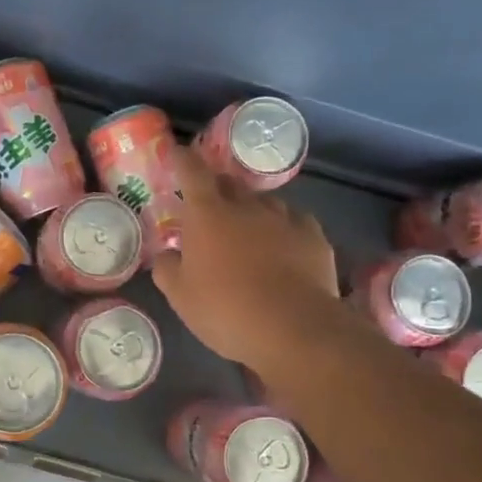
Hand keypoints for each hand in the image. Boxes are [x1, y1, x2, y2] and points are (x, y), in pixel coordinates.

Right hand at [151, 145, 343, 378]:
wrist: (293, 329)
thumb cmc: (224, 310)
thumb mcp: (180, 296)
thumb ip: (167, 268)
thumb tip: (167, 255)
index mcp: (207, 213)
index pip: (191, 171)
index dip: (182, 159)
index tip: (177, 153)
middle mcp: (246, 206)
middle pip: (229, 183)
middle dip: (217, 188)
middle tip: (209, 206)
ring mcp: (284, 219)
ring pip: (264, 202)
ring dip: (252, 210)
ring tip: (248, 231)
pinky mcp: (314, 237)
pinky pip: (295, 222)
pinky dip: (284, 229)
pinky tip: (284, 246)